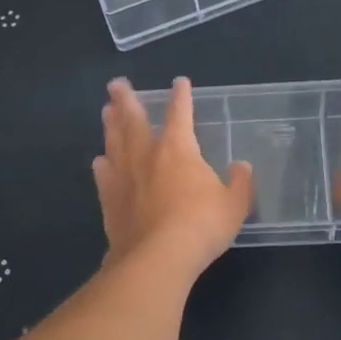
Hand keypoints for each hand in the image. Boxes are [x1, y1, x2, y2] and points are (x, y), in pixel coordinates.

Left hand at [92, 77, 253, 273]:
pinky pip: (104, 176)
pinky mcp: (110, 201)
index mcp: (178, 148)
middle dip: (126, 100)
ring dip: (110, 125)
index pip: (179, 113)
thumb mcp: (234, 204)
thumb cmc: (201, 224)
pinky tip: (99, 161)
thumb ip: (239, 183)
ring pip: (114, 142)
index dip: (180, 96)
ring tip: (106, 111)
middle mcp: (146, 154)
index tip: (179, 82)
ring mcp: (124, 177)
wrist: (158, 257)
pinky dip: (102, 165)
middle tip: (116, 84)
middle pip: (133, 119)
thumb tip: (241, 167)